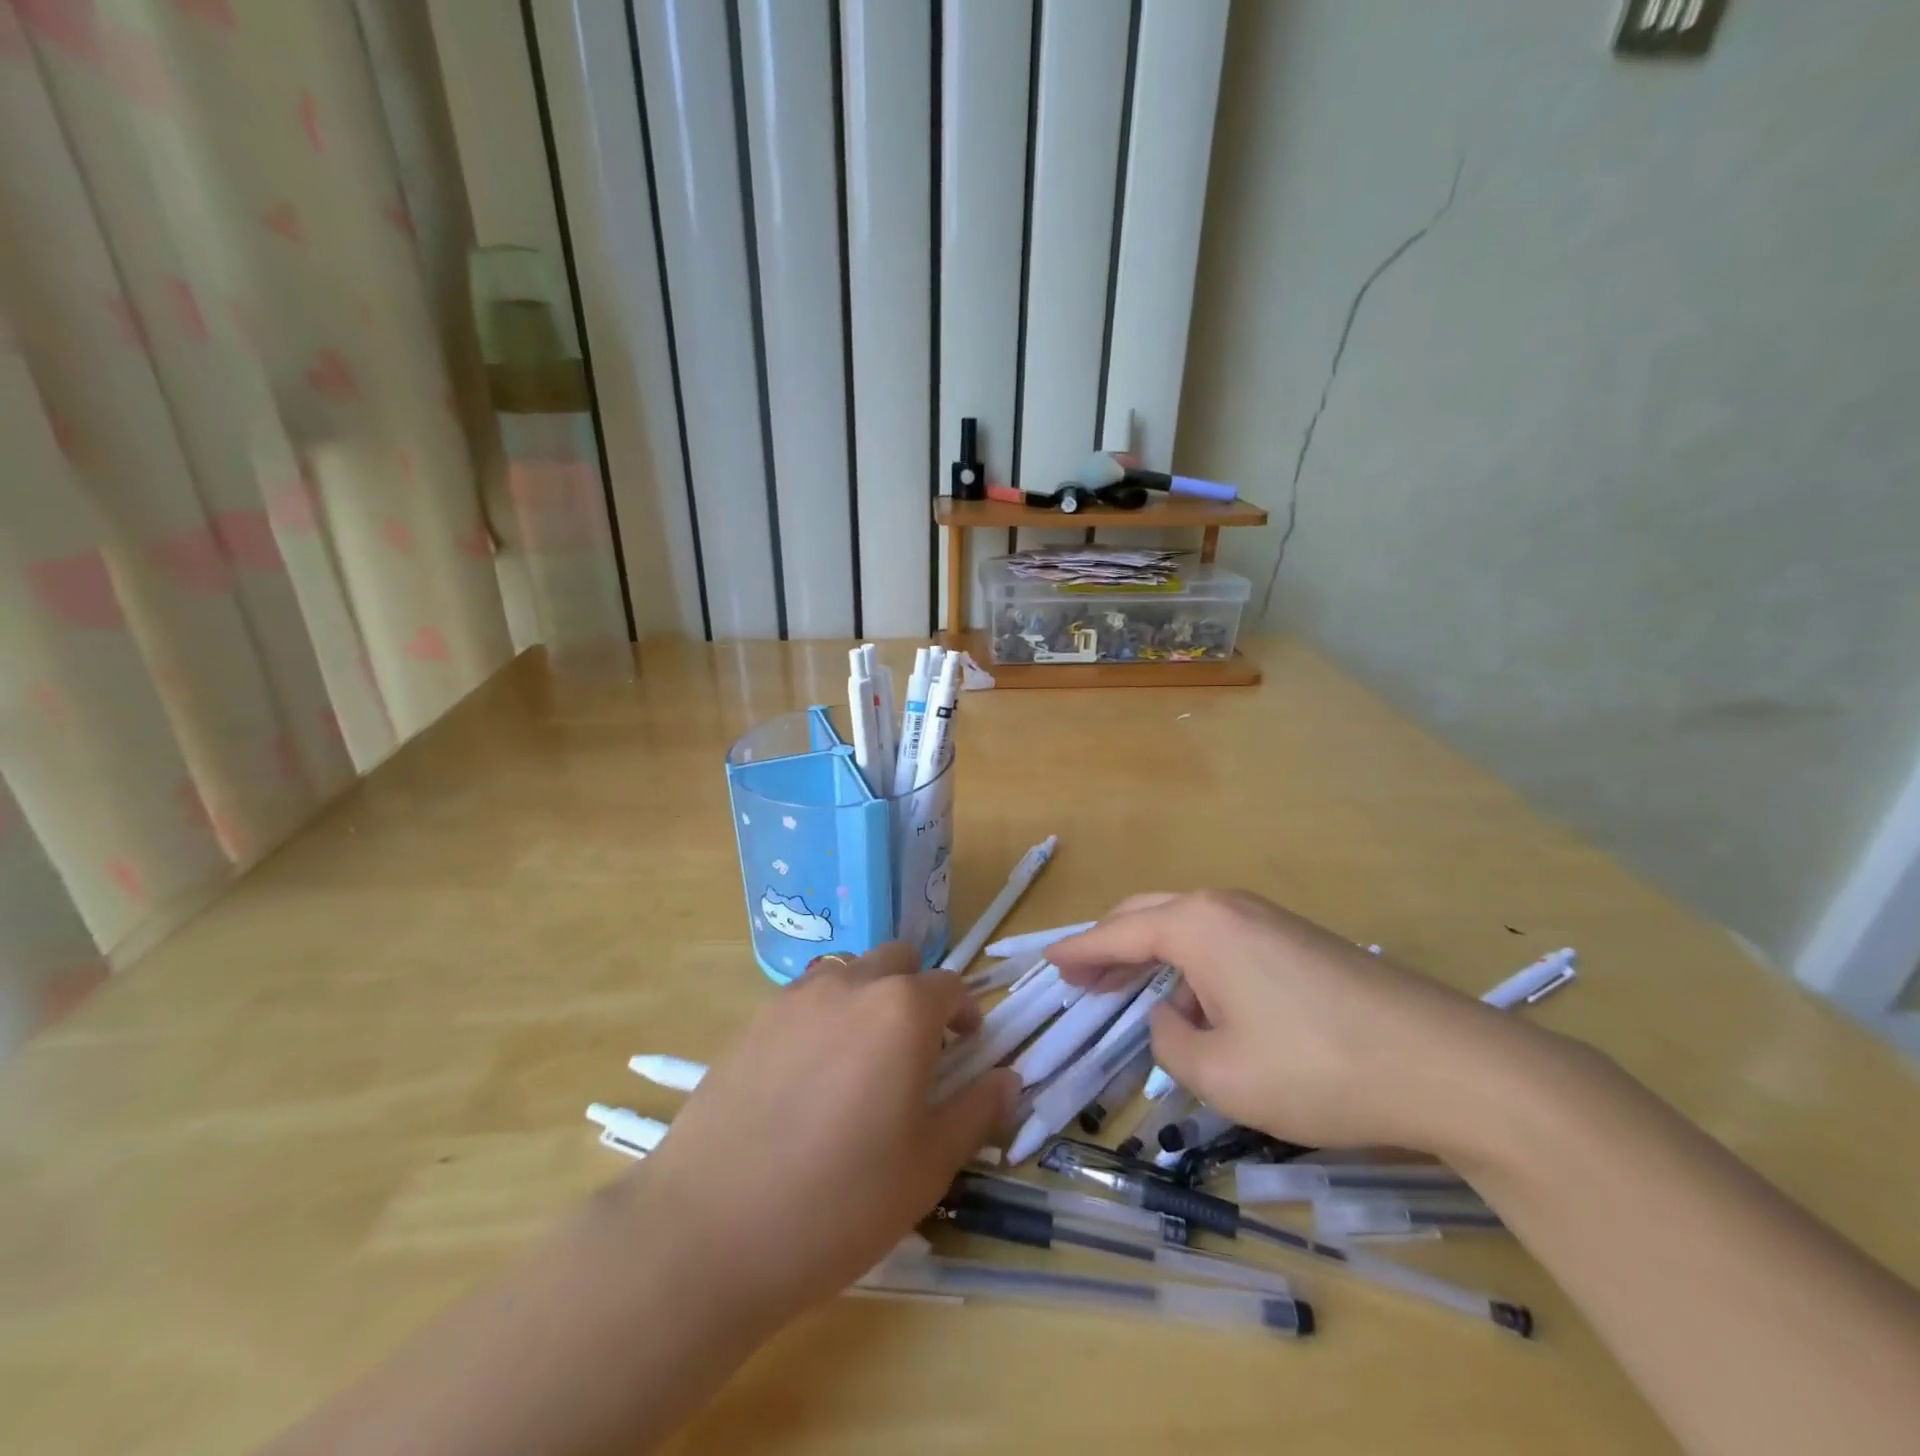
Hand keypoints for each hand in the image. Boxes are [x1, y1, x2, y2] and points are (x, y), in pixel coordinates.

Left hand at [630, 944, 1017, 1330]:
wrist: (709, 1230)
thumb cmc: (838, 1201)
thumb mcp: (928, 1166)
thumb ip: (976, 1110)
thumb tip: (1008, 1078)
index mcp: (902, 1010)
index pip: (951, 986)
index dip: (967, 1016)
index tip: (966, 1051)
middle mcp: (850, 984)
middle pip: (899, 961)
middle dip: (918, 993)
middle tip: (917, 1050)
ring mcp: (795, 997)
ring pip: (850, 971)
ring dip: (870, 997)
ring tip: (862, 1061)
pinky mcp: (754, 1020)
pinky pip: (806, 997)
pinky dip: (826, 1015)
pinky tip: (811, 1076)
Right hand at [1048, 890, 1548, 1157]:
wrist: (1449, 1066)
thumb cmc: (1317, 1068)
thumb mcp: (1221, 1075)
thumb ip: (1172, 1043)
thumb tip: (1171, 1018)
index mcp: (1198, 926)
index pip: (1117, 934)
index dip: (1077, 952)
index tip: (1047, 962)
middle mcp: (1228, 907)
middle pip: (1149, 915)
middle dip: (1111, 945)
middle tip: (1082, 978)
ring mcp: (1269, 920)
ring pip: (1189, 929)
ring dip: (1157, 959)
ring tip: (1139, 1000)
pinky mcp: (1301, 942)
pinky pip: (1225, 944)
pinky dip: (1197, 968)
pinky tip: (1206, 1010)